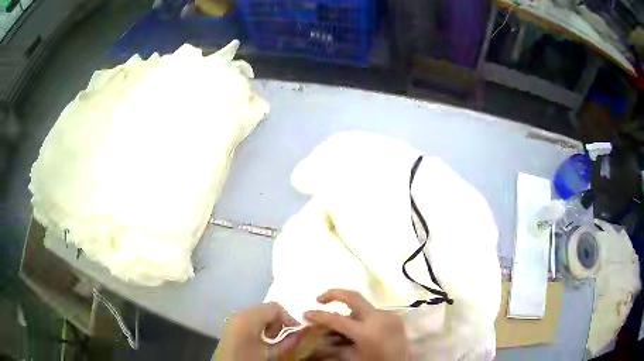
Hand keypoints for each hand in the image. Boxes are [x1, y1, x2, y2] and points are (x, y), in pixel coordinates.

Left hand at [215, 302, 300, 359]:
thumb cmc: (247, 359)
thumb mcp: (269, 354)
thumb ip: (286, 343)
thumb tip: (300, 334)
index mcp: (248, 317)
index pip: (275, 307)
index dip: (289, 317)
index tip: (297, 331)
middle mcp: (240, 313)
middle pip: (267, 308)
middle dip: (279, 321)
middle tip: (284, 337)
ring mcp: (234, 317)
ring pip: (259, 313)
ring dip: (270, 324)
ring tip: (272, 339)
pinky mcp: (231, 324)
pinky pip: (251, 318)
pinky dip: (260, 325)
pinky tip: (261, 339)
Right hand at [304, 289, 408, 360]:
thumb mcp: (351, 357)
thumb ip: (334, 345)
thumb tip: (319, 334)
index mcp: (367, 332)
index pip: (336, 319)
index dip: (318, 315)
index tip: (306, 313)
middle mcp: (379, 318)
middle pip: (353, 296)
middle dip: (333, 294)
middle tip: (319, 299)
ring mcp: (389, 315)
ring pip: (363, 306)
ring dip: (349, 310)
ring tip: (341, 323)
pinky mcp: (395, 317)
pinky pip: (373, 312)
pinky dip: (362, 317)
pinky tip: (358, 328)